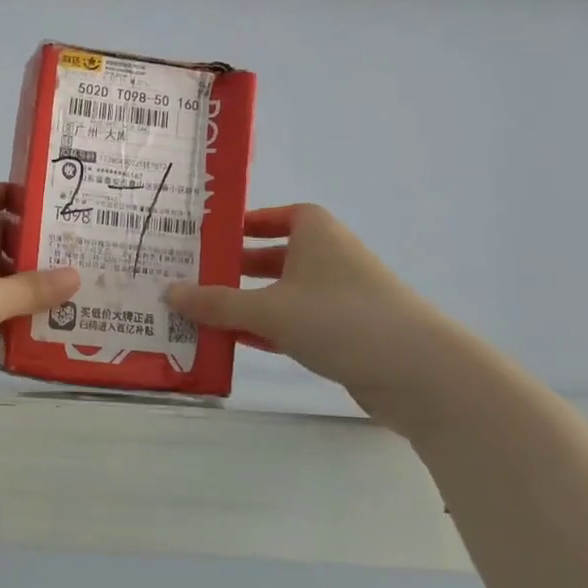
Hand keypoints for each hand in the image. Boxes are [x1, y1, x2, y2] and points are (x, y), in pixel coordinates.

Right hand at [166, 204, 461, 430]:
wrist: (419, 371)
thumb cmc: (340, 318)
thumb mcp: (268, 308)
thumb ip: (217, 302)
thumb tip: (169, 292)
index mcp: (315, 233)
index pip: (277, 216)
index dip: (245, 224)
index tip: (210, 238)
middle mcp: (328, 258)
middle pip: (273, 257)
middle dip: (234, 269)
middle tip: (191, 279)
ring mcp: (339, 298)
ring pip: (282, 294)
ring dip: (246, 304)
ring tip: (201, 314)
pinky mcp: (345, 333)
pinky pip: (294, 324)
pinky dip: (266, 330)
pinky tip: (234, 342)